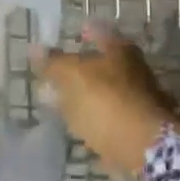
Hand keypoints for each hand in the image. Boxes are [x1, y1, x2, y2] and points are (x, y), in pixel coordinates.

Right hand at [34, 24, 177, 179]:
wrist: (144, 148)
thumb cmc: (107, 102)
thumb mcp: (72, 76)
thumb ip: (53, 62)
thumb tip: (35, 48)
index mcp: (121, 50)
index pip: (99, 32)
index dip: (83, 33)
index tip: (69, 38)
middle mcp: (136, 69)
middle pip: (105, 63)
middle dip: (83, 68)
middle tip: (59, 76)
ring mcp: (141, 99)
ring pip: (108, 90)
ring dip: (89, 95)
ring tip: (65, 104)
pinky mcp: (140, 127)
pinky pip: (112, 116)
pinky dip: (98, 118)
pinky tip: (82, 126)